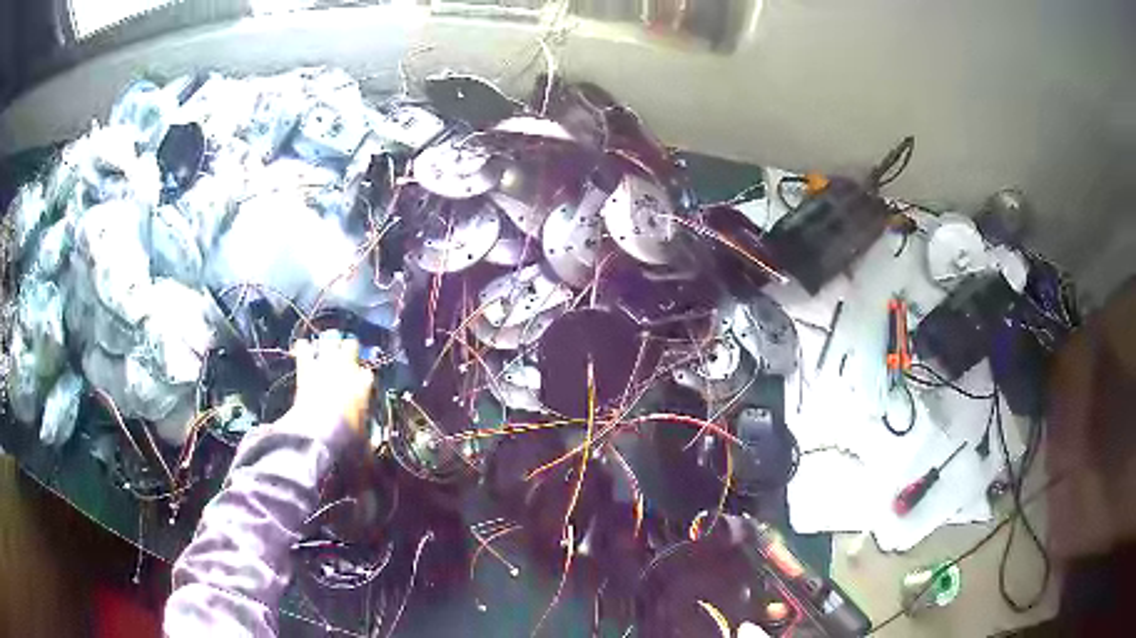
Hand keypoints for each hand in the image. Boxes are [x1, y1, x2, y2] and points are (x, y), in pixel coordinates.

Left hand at [289, 331, 373, 436]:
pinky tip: (302, 347)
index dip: (364, 378)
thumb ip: (369, 441)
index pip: (367, 373)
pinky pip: (304, 348)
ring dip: (327, 344)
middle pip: (351, 345)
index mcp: (363, 386)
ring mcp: (325, 366)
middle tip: (345, 355)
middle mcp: (347, 370)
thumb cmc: (345, 438)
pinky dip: (303, 348)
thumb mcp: (363, 444)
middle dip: (348, 349)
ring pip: (330, 340)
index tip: (361, 383)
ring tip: (325, 347)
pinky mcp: (306, 368)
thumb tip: (373, 445)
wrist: (319, 433)